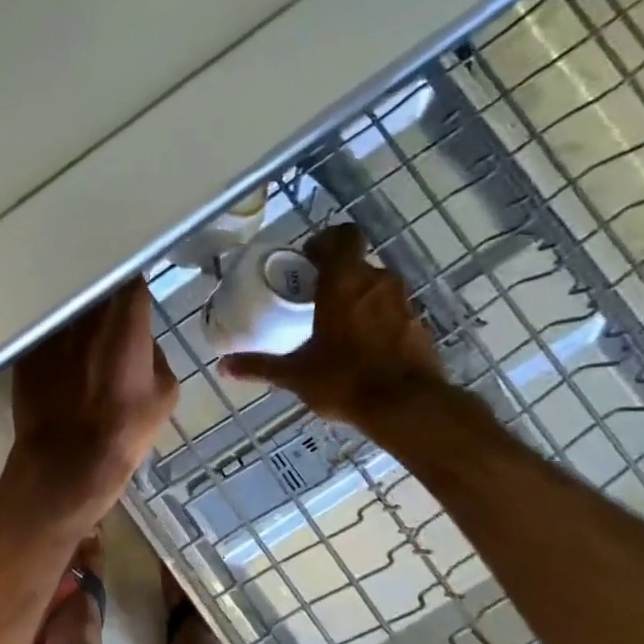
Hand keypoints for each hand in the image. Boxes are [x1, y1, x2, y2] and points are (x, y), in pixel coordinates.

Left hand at [6, 278, 178, 526]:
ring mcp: (50, 330)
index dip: (133, 281)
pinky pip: (45, 333)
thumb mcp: (164, 392)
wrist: (66, 461)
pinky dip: (53, 337)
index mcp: (124, 319)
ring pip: (67, 308)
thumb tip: (142, 343)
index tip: (135, 289)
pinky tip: (59, 354)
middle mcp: (84, 314)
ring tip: (83, 329)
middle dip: (103, 293)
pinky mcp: (25, 350)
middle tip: (110, 308)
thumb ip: (154, 354)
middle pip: (94, 286)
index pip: (130, 277)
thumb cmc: (124, 429)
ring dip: (76, 314)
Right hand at [220, 223, 444, 432]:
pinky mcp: (419, 325)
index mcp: (344, 282)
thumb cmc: (345, 379)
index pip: (343, 236)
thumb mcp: (295, 374)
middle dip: (336, 276)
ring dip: (358, 298)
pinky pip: (393, 311)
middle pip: (356, 264)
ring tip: (337, 325)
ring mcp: (404, 303)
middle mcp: (377, 283)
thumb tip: (223, 367)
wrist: (407, 407)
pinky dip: (378, 320)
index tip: (308, 261)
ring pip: (376, 287)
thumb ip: (260, 366)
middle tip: (314, 299)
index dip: (326, 241)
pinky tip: (362, 347)